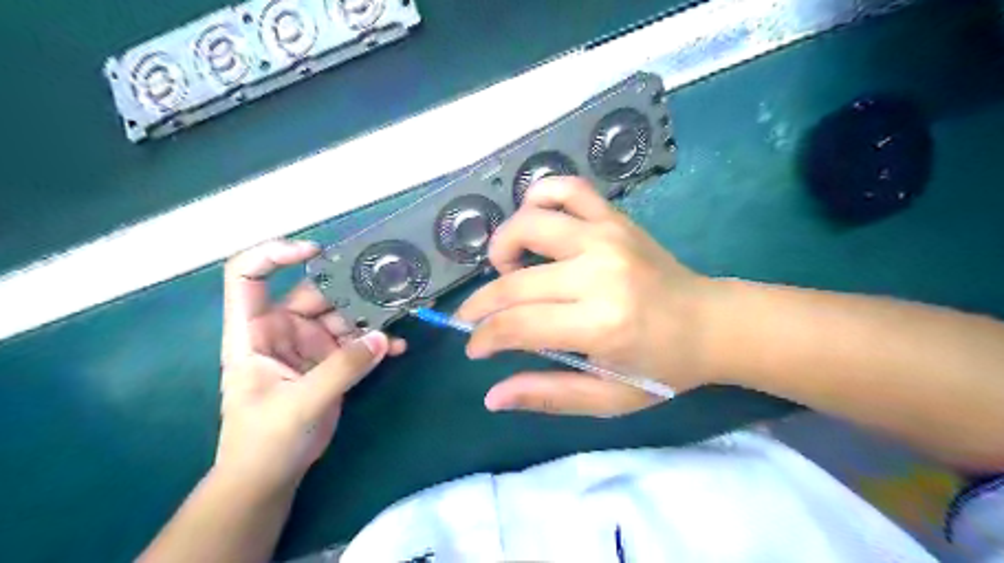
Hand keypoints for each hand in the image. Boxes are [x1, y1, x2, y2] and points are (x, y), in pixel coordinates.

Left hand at [217, 241, 404, 489]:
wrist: (272, 475)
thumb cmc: (264, 441)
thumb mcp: (300, 404)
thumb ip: (342, 369)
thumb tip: (382, 336)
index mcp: (254, 332)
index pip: (249, 277)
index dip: (273, 255)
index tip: (315, 252)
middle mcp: (283, 330)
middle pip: (315, 293)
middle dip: (350, 288)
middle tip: (389, 285)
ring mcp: (311, 344)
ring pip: (344, 314)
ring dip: (372, 314)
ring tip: (403, 313)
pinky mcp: (334, 360)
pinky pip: (359, 341)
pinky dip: (378, 341)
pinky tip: (397, 347)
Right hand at [455, 179, 722, 414]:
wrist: (712, 323)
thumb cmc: (662, 368)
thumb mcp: (608, 398)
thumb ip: (549, 396)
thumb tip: (492, 397)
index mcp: (600, 324)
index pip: (517, 325)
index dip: (484, 337)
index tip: (475, 347)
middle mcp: (599, 273)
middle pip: (515, 281)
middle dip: (481, 304)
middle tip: (475, 318)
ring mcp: (607, 237)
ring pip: (530, 223)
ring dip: (503, 245)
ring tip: (507, 269)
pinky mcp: (615, 219)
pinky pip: (566, 188)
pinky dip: (539, 197)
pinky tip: (534, 222)